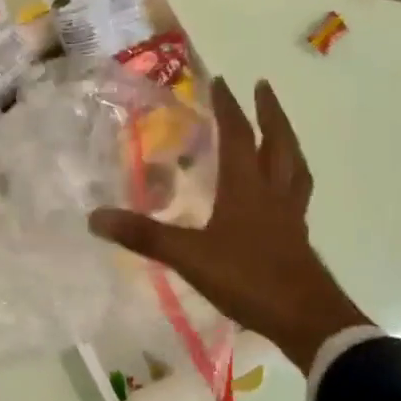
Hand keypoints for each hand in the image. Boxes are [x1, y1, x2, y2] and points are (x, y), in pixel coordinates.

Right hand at [90, 78, 368, 370]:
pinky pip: (298, 192)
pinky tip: (283, 188)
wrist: (305, 319)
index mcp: (247, 188)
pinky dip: (292, 177)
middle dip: (269, 111)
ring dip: (286, 139)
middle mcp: (273, 192)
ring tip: (279, 128)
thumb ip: (144, 236)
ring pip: (294, 165)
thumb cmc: (248, 279)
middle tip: (262, 87)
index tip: (221, 81)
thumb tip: (95, 217)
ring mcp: (290, 215)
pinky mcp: (298, 237)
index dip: (229, 107)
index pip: (238, 136)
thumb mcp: (189, 257)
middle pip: (278, 141)